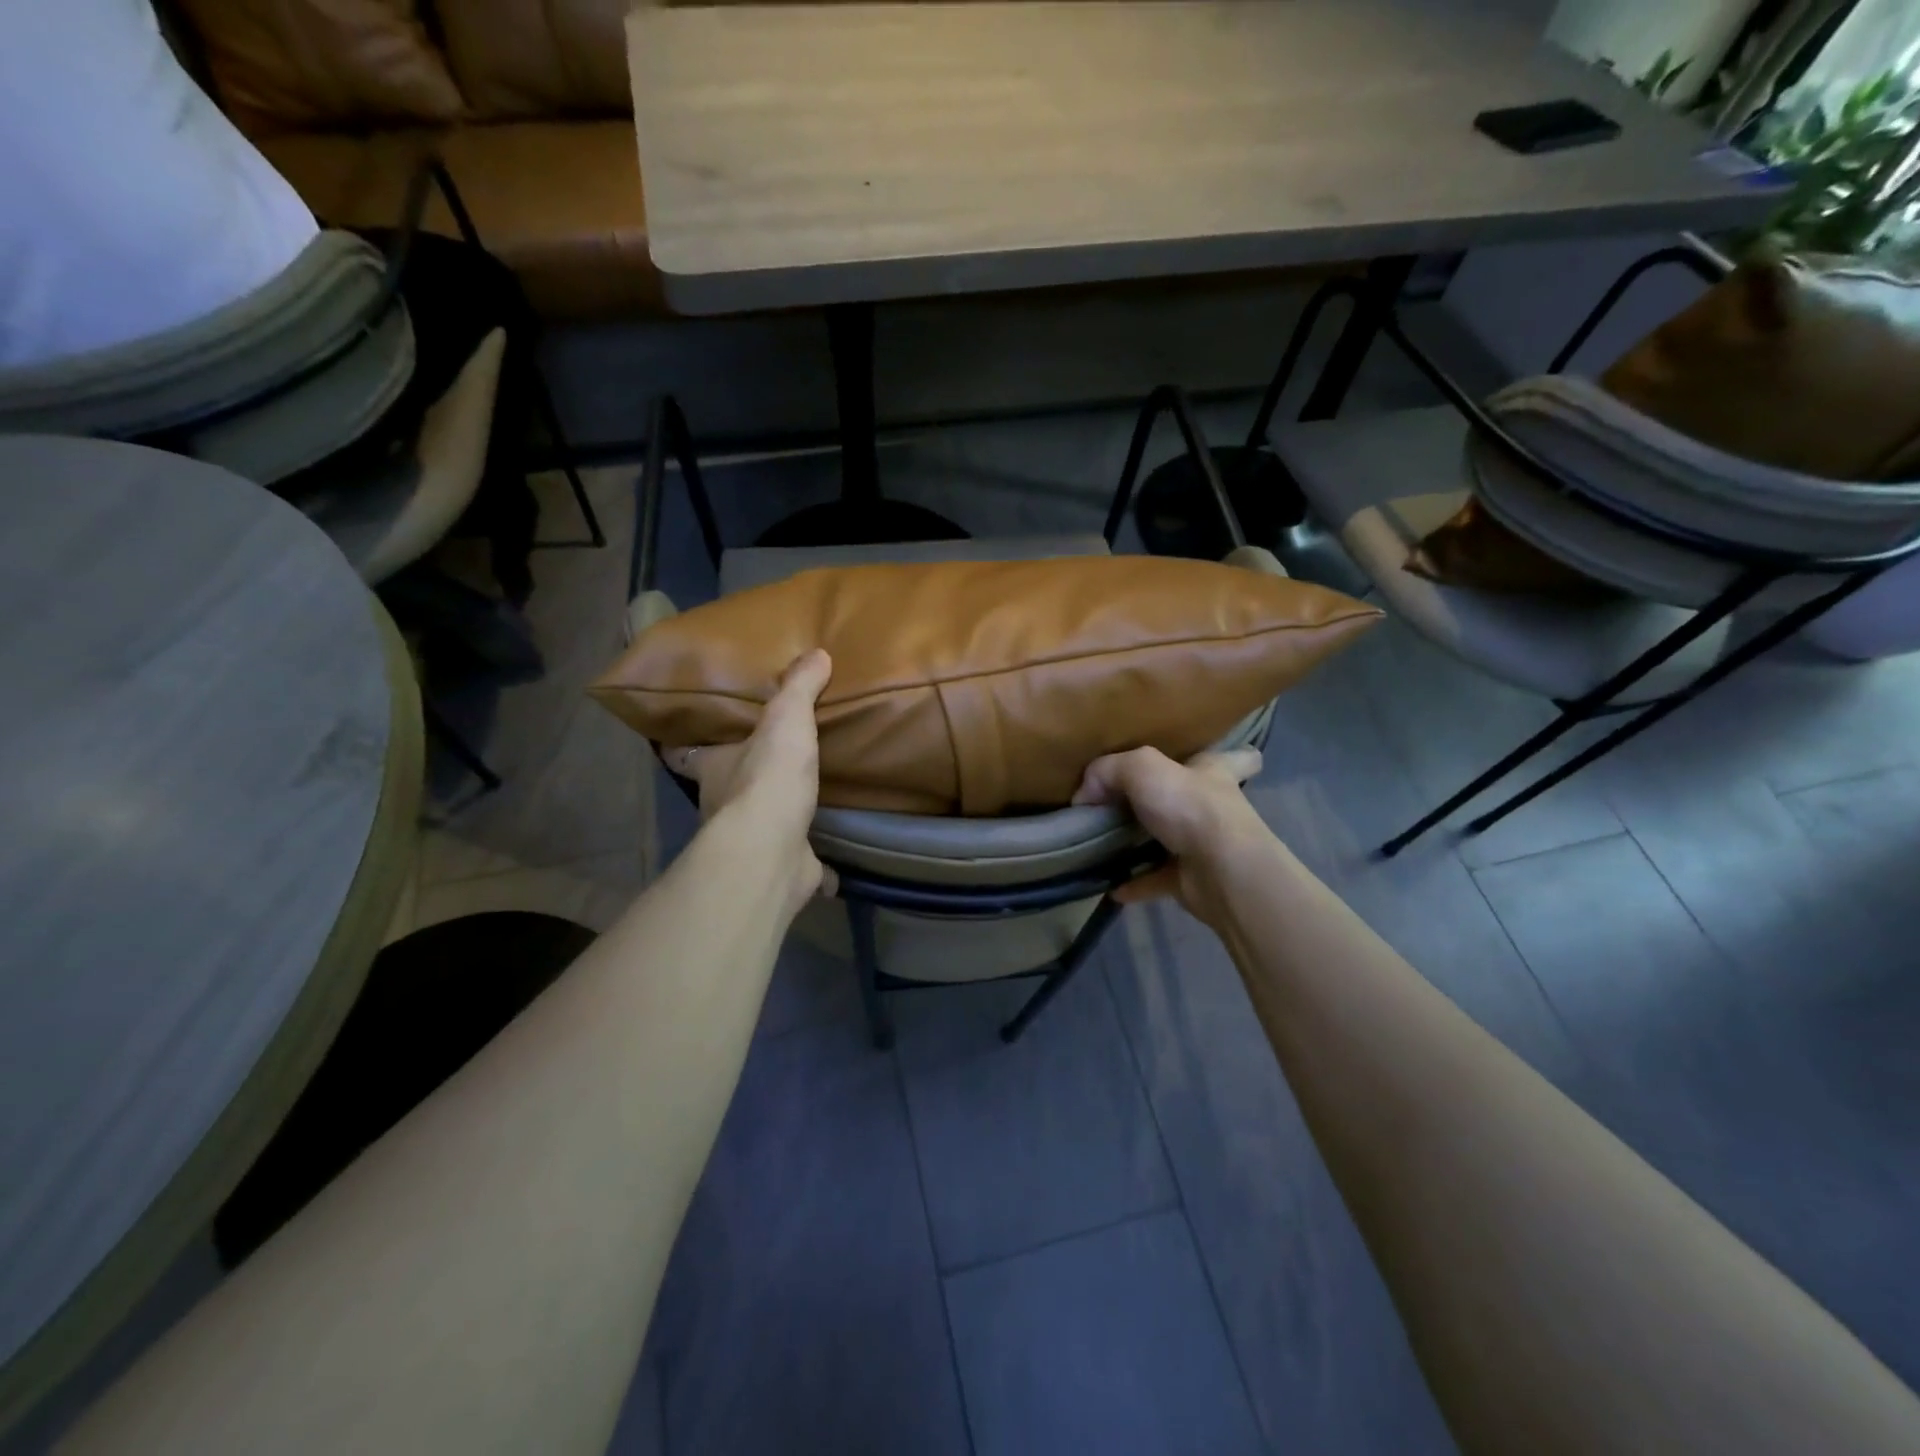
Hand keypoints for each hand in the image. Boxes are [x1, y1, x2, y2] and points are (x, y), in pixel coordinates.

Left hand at [661, 648, 835, 901]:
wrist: (773, 849)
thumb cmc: (768, 778)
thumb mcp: (786, 720)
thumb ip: (799, 687)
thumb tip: (817, 653)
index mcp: (712, 767)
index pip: (684, 751)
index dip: (684, 742)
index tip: (689, 734)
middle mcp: (720, 805)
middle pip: (722, 787)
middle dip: (738, 778)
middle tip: (764, 761)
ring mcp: (749, 841)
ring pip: (756, 825)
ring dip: (772, 817)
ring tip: (798, 801)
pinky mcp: (779, 867)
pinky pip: (795, 861)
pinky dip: (808, 862)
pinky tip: (825, 861)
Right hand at [1073, 746, 1269, 923]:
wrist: (1220, 871)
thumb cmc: (1191, 807)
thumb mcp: (1141, 768)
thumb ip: (1107, 770)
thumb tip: (1084, 794)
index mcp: (1212, 772)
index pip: (1233, 757)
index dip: (1223, 755)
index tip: (1203, 759)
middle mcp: (1212, 807)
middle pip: (1189, 798)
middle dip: (1164, 799)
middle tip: (1123, 801)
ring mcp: (1203, 845)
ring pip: (1169, 839)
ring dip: (1142, 842)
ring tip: (1104, 841)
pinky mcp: (1190, 879)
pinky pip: (1154, 879)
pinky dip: (1133, 882)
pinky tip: (1108, 883)